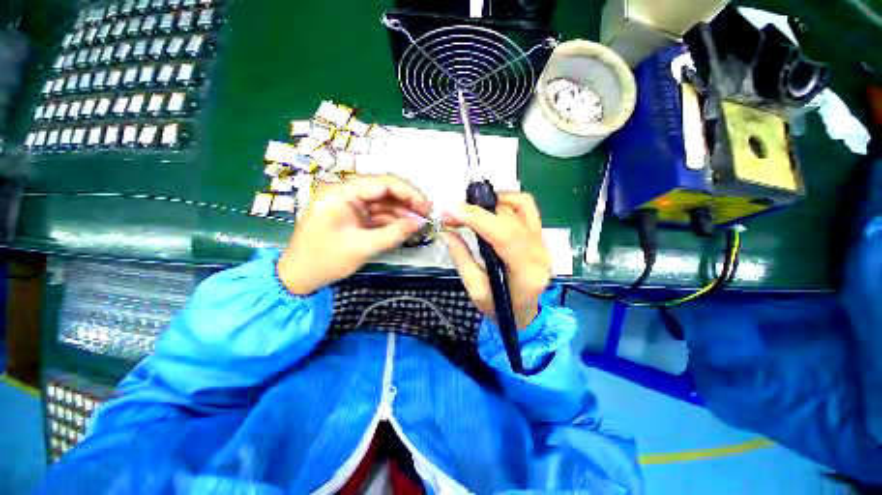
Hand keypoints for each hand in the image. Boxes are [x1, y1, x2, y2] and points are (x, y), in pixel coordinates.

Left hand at [278, 175, 429, 294]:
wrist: (299, 276)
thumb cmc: (325, 260)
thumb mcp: (363, 247)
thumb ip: (394, 233)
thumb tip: (421, 223)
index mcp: (341, 192)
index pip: (382, 183)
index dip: (408, 192)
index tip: (427, 206)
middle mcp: (345, 192)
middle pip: (384, 190)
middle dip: (407, 202)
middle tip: (427, 215)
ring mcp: (349, 204)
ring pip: (382, 203)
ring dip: (401, 212)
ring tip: (420, 223)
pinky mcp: (352, 216)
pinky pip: (376, 214)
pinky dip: (391, 221)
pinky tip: (405, 228)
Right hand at [443, 192, 551, 329]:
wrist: (524, 313)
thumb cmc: (499, 308)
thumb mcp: (475, 291)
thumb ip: (461, 259)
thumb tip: (448, 231)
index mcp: (526, 273)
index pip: (504, 235)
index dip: (476, 218)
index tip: (450, 210)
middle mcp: (540, 252)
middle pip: (511, 217)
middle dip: (477, 210)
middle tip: (452, 213)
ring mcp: (543, 241)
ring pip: (522, 205)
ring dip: (494, 200)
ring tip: (471, 208)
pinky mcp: (540, 235)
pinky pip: (526, 207)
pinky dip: (505, 200)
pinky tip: (489, 208)